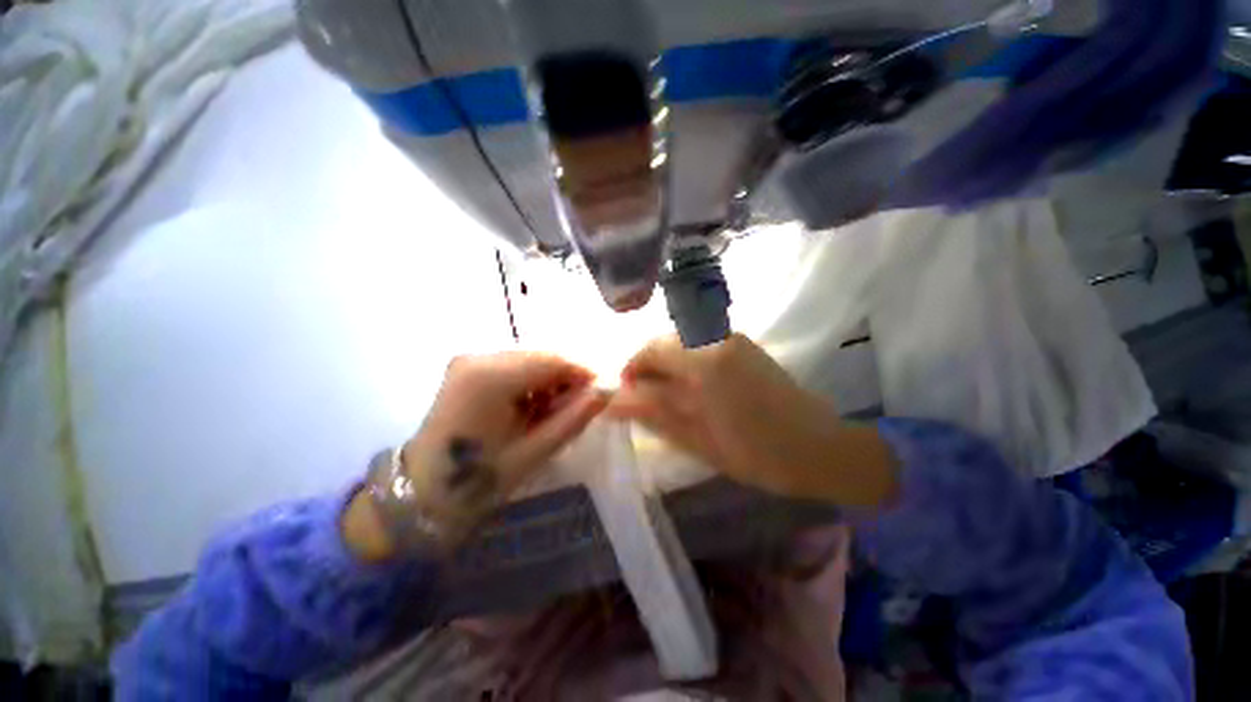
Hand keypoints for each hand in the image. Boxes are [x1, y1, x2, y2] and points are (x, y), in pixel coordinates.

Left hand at [345, 352, 607, 559]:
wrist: (424, 491)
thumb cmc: (479, 480)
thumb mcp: (535, 450)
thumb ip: (575, 416)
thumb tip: (608, 390)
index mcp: (490, 378)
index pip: (553, 359)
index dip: (583, 371)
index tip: (602, 390)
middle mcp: (478, 357)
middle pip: (542, 355)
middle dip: (567, 377)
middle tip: (579, 405)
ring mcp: (470, 360)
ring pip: (530, 358)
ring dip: (550, 379)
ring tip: (554, 410)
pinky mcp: (468, 367)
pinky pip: (515, 365)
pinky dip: (533, 381)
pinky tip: (533, 405)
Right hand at [606, 334, 896, 506]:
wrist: (820, 447)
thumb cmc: (757, 452)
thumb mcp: (697, 439)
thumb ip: (653, 414)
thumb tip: (614, 401)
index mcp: (705, 359)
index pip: (651, 348)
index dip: (632, 369)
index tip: (627, 394)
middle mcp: (717, 337)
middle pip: (665, 339)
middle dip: (648, 365)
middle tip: (645, 398)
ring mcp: (733, 338)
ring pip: (682, 340)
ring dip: (667, 363)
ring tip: (667, 395)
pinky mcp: (743, 345)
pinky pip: (700, 342)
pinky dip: (685, 360)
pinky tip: (692, 387)